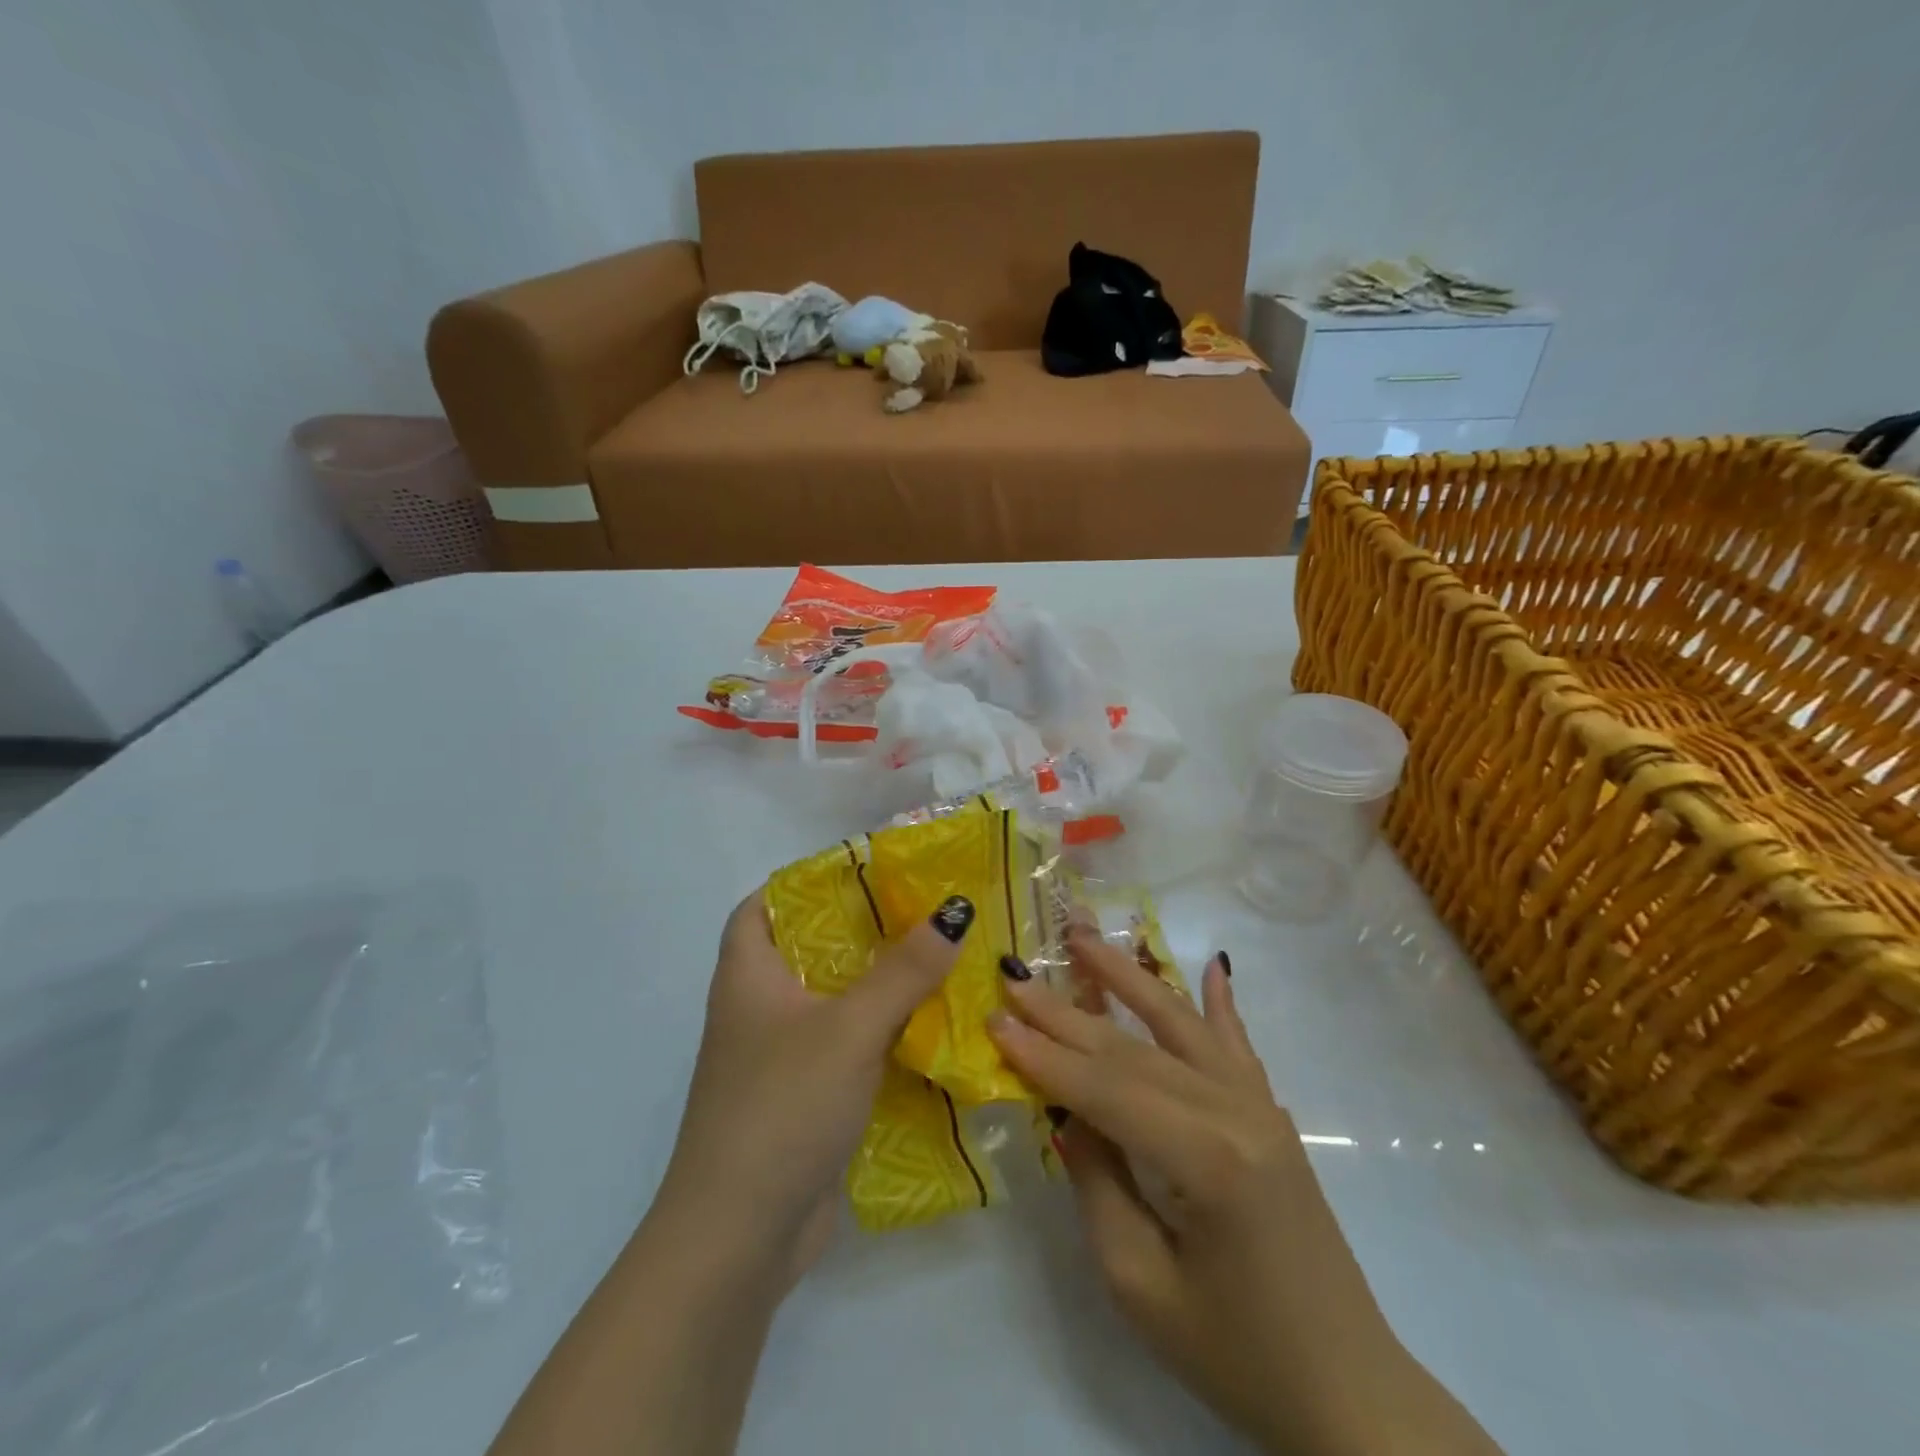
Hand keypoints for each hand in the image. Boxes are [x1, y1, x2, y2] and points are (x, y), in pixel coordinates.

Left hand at [652, 890, 972, 1287]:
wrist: (740, 1237)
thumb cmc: (782, 1107)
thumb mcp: (849, 1028)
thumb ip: (905, 970)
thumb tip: (955, 909)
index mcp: (748, 975)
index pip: (762, 905)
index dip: (805, 882)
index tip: (863, 871)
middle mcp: (757, 1009)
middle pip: (809, 949)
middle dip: (862, 930)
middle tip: (921, 910)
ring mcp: (779, 1057)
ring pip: (833, 1000)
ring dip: (879, 983)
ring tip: (938, 957)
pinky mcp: (804, 1097)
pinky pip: (847, 1046)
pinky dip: (881, 1032)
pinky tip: (929, 1027)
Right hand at [988, 930, 1496, 1455]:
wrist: (1346, 1392)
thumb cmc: (1234, 1354)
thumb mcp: (1140, 1283)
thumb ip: (1098, 1182)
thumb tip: (1066, 1110)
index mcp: (1205, 1159)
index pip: (1106, 1089)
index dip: (1045, 1056)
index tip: (995, 1018)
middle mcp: (1235, 1112)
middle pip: (1133, 1049)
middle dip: (1066, 1012)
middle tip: (1016, 974)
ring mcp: (1260, 1106)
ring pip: (1179, 1025)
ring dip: (1128, 977)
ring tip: (1084, 938)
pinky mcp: (1272, 1115)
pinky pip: (1237, 1045)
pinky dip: (1220, 1002)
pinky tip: (1213, 965)